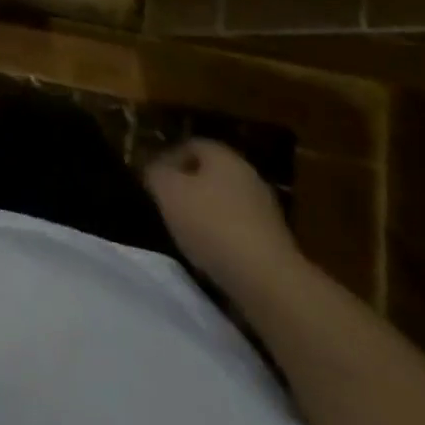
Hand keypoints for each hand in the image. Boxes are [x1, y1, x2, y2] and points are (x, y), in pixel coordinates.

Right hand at [144, 138, 301, 293]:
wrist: (267, 280)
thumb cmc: (211, 224)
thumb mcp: (168, 192)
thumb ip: (155, 173)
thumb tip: (155, 170)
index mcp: (223, 156)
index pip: (190, 145)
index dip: (167, 158)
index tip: (152, 181)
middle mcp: (247, 175)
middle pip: (209, 174)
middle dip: (186, 187)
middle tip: (165, 205)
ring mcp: (264, 209)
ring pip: (223, 202)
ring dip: (204, 214)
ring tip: (184, 234)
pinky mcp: (273, 241)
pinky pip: (238, 229)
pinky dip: (221, 237)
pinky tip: (209, 255)